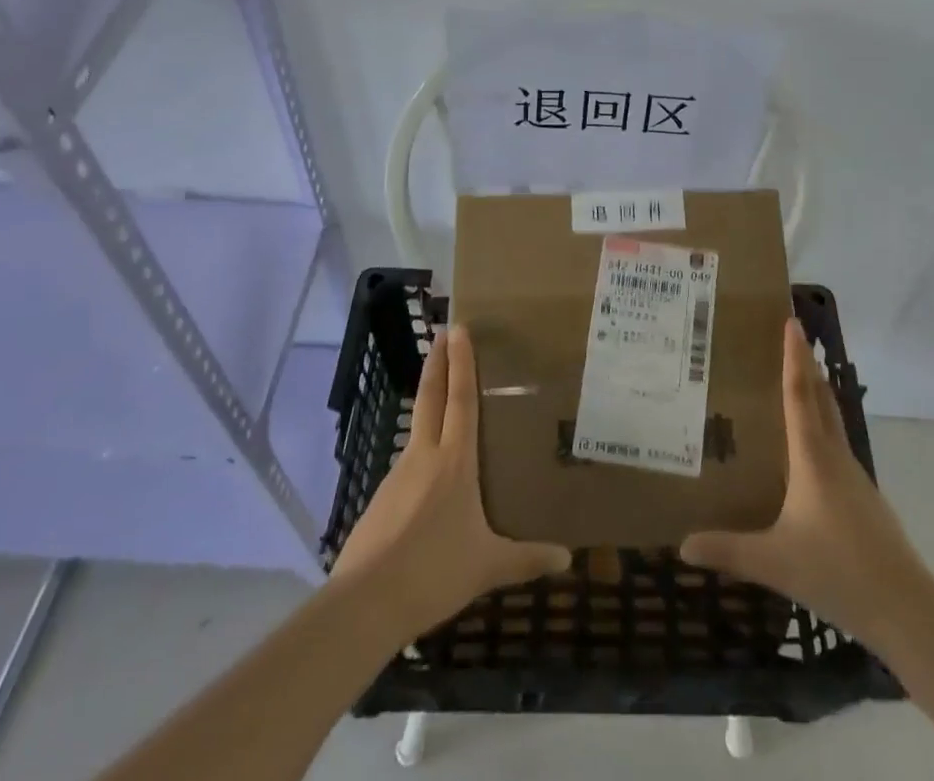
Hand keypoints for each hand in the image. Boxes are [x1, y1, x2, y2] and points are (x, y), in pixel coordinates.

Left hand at [331, 325, 570, 642]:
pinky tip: (427, 474)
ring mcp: (397, 475)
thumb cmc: (434, 573)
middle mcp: (424, 456)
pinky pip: (407, 465)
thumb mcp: (488, 566)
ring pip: (417, 429)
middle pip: (431, 397)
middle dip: (438, 363)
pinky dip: (419, 451)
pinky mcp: (380, 499)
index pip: (461, 399)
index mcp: (454, 461)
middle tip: (441, 333)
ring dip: (428, 404)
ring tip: (443, 401)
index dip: (461, 362)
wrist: (365, 605)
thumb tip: (568, 559)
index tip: (457, 329)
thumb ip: (527, 559)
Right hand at [680, 318, 933, 657]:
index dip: (794, 357)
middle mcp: (835, 456)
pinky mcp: (864, 496)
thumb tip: (683, 545)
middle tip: (792, 335)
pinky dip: (823, 423)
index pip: (799, 395)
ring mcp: (854, 475)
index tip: (792, 322)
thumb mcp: (774, 563)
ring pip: (833, 419)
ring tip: (797, 378)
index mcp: (812, 458)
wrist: (905, 607)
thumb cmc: (837, 571)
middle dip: (807, 364)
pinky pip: (837, 443)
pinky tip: (811, 444)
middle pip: (821, 397)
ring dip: (817, 391)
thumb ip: (728, 551)